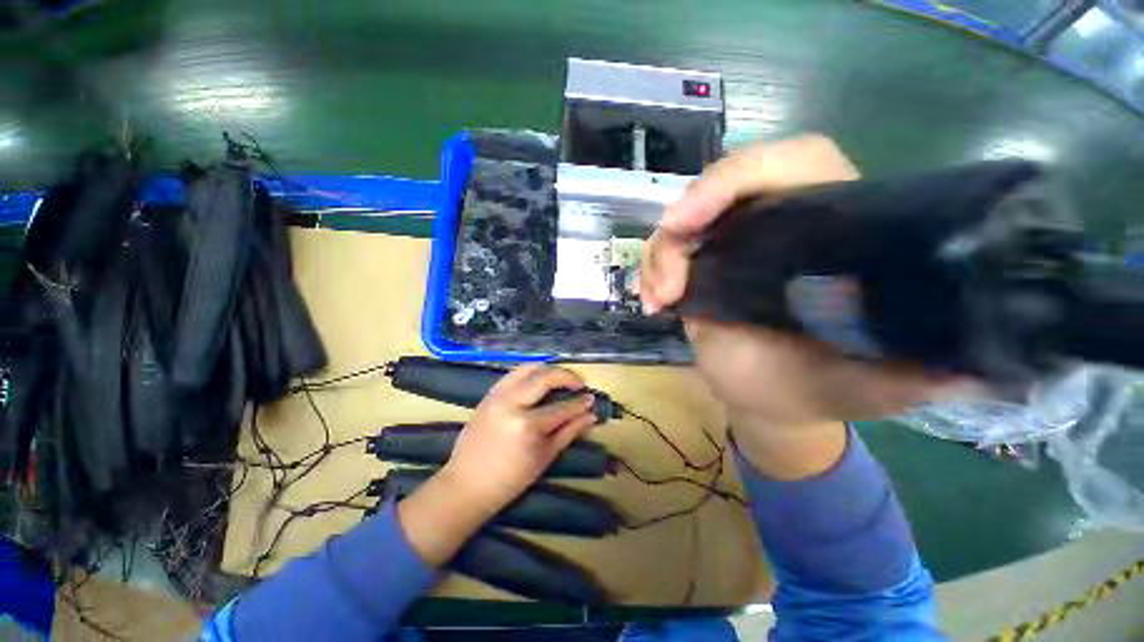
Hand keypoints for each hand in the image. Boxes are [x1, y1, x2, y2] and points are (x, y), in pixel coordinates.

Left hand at [397, 365, 596, 565]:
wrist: (466, 484)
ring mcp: (497, 395)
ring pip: (528, 368)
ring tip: (561, 378)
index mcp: (527, 425)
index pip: (562, 407)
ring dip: (549, 369)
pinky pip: (513, 373)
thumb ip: (569, 432)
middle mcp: (512, 403)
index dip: (580, 403)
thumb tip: (591, 415)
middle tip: (579, 384)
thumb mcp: (545, 457)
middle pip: (545, 377)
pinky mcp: (489, 394)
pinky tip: (540, 379)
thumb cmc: (510, 479)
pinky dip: (530, 372)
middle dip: (567, 376)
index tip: (591, 399)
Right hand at [640, 135, 946, 430]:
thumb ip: (915, 375)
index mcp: (833, 232)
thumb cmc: (818, 390)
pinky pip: (665, 251)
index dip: (743, 175)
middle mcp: (780, 226)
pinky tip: (652, 303)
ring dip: (661, 253)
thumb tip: (971, 367)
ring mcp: (732, 247)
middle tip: (670, 260)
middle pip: (727, 183)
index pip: (796, 164)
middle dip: (690, 213)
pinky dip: (650, 271)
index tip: (696, 219)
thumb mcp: (871, 386)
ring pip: (685, 220)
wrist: (770, 401)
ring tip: (660, 299)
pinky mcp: (700, 269)